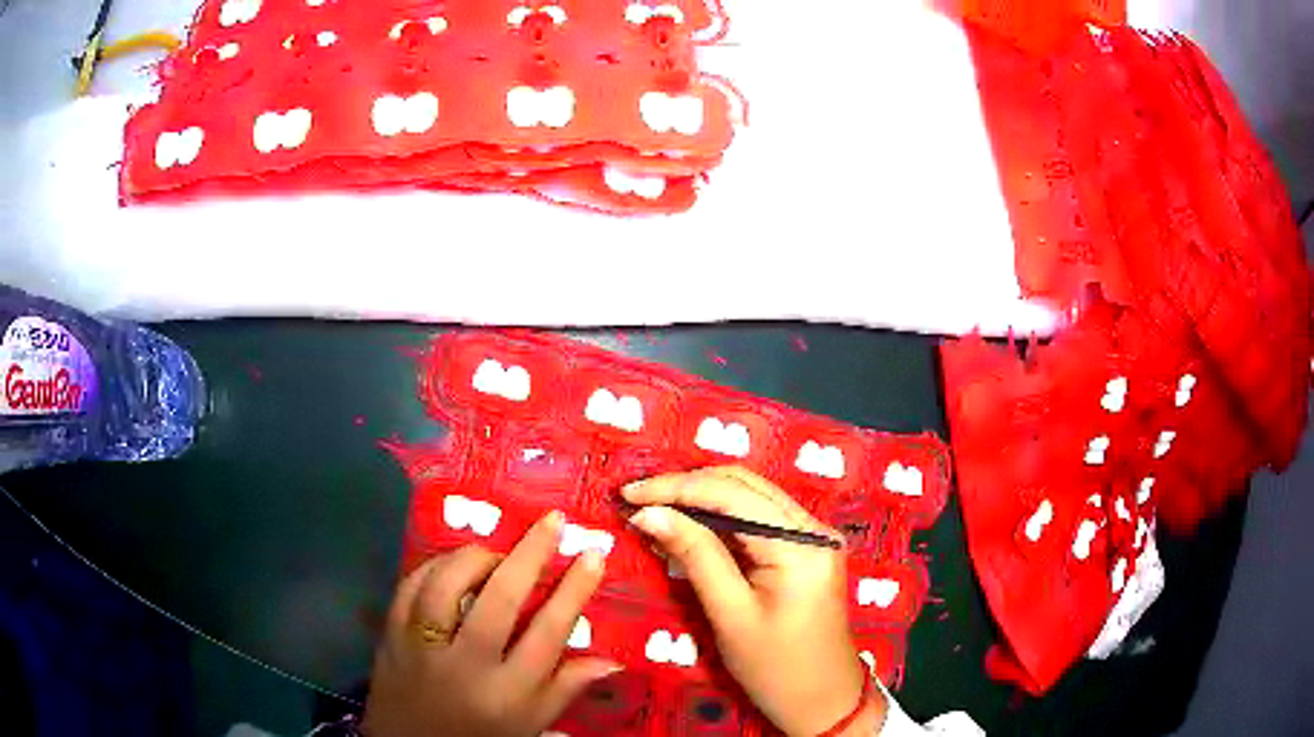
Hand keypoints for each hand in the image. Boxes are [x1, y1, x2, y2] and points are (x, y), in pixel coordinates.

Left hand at [362, 512, 620, 736]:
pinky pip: (410, 587)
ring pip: (447, 585)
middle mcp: (465, 666)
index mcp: (507, 693)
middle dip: (531, 555)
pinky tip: (453, 563)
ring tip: (498, 552)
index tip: (593, 555)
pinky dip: (434, 567)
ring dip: (477, 558)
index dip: (574, 591)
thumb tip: (612, 659)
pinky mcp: (391, 634)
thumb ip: (566, 688)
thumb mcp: (530, 725)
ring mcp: (422, 647)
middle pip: (500, 600)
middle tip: (553, 522)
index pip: (548, 634)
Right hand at [624, 466, 887, 736]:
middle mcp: (813, 528)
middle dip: (688, 486)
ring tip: (656, 507)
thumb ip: (694, 556)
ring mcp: (814, 536)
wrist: (822, 699)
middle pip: (745, 485)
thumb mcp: (730, 614)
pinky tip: (690, 523)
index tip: (630, 493)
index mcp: (801, 544)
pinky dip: (722, 516)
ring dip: (703, 497)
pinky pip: (760, 517)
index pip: (732, 494)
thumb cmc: (775, 668)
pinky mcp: (807, 548)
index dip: (677, 488)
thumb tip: (650, 513)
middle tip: (639, 498)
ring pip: (751, 495)